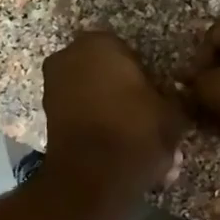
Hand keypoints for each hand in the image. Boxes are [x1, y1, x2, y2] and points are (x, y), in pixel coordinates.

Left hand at [41, 31, 187, 190]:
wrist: (93, 176)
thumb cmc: (136, 130)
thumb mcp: (172, 112)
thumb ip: (171, 97)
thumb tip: (171, 96)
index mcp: (99, 43)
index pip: (128, 52)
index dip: (145, 75)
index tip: (157, 96)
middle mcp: (69, 57)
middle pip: (106, 73)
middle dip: (124, 94)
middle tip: (147, 118)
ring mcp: (53, 87)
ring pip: (93, 97)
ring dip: (112, 114)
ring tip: (136, 142)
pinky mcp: (47, 117)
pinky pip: (81, 117)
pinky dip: (98, 130)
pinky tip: (119, 152)